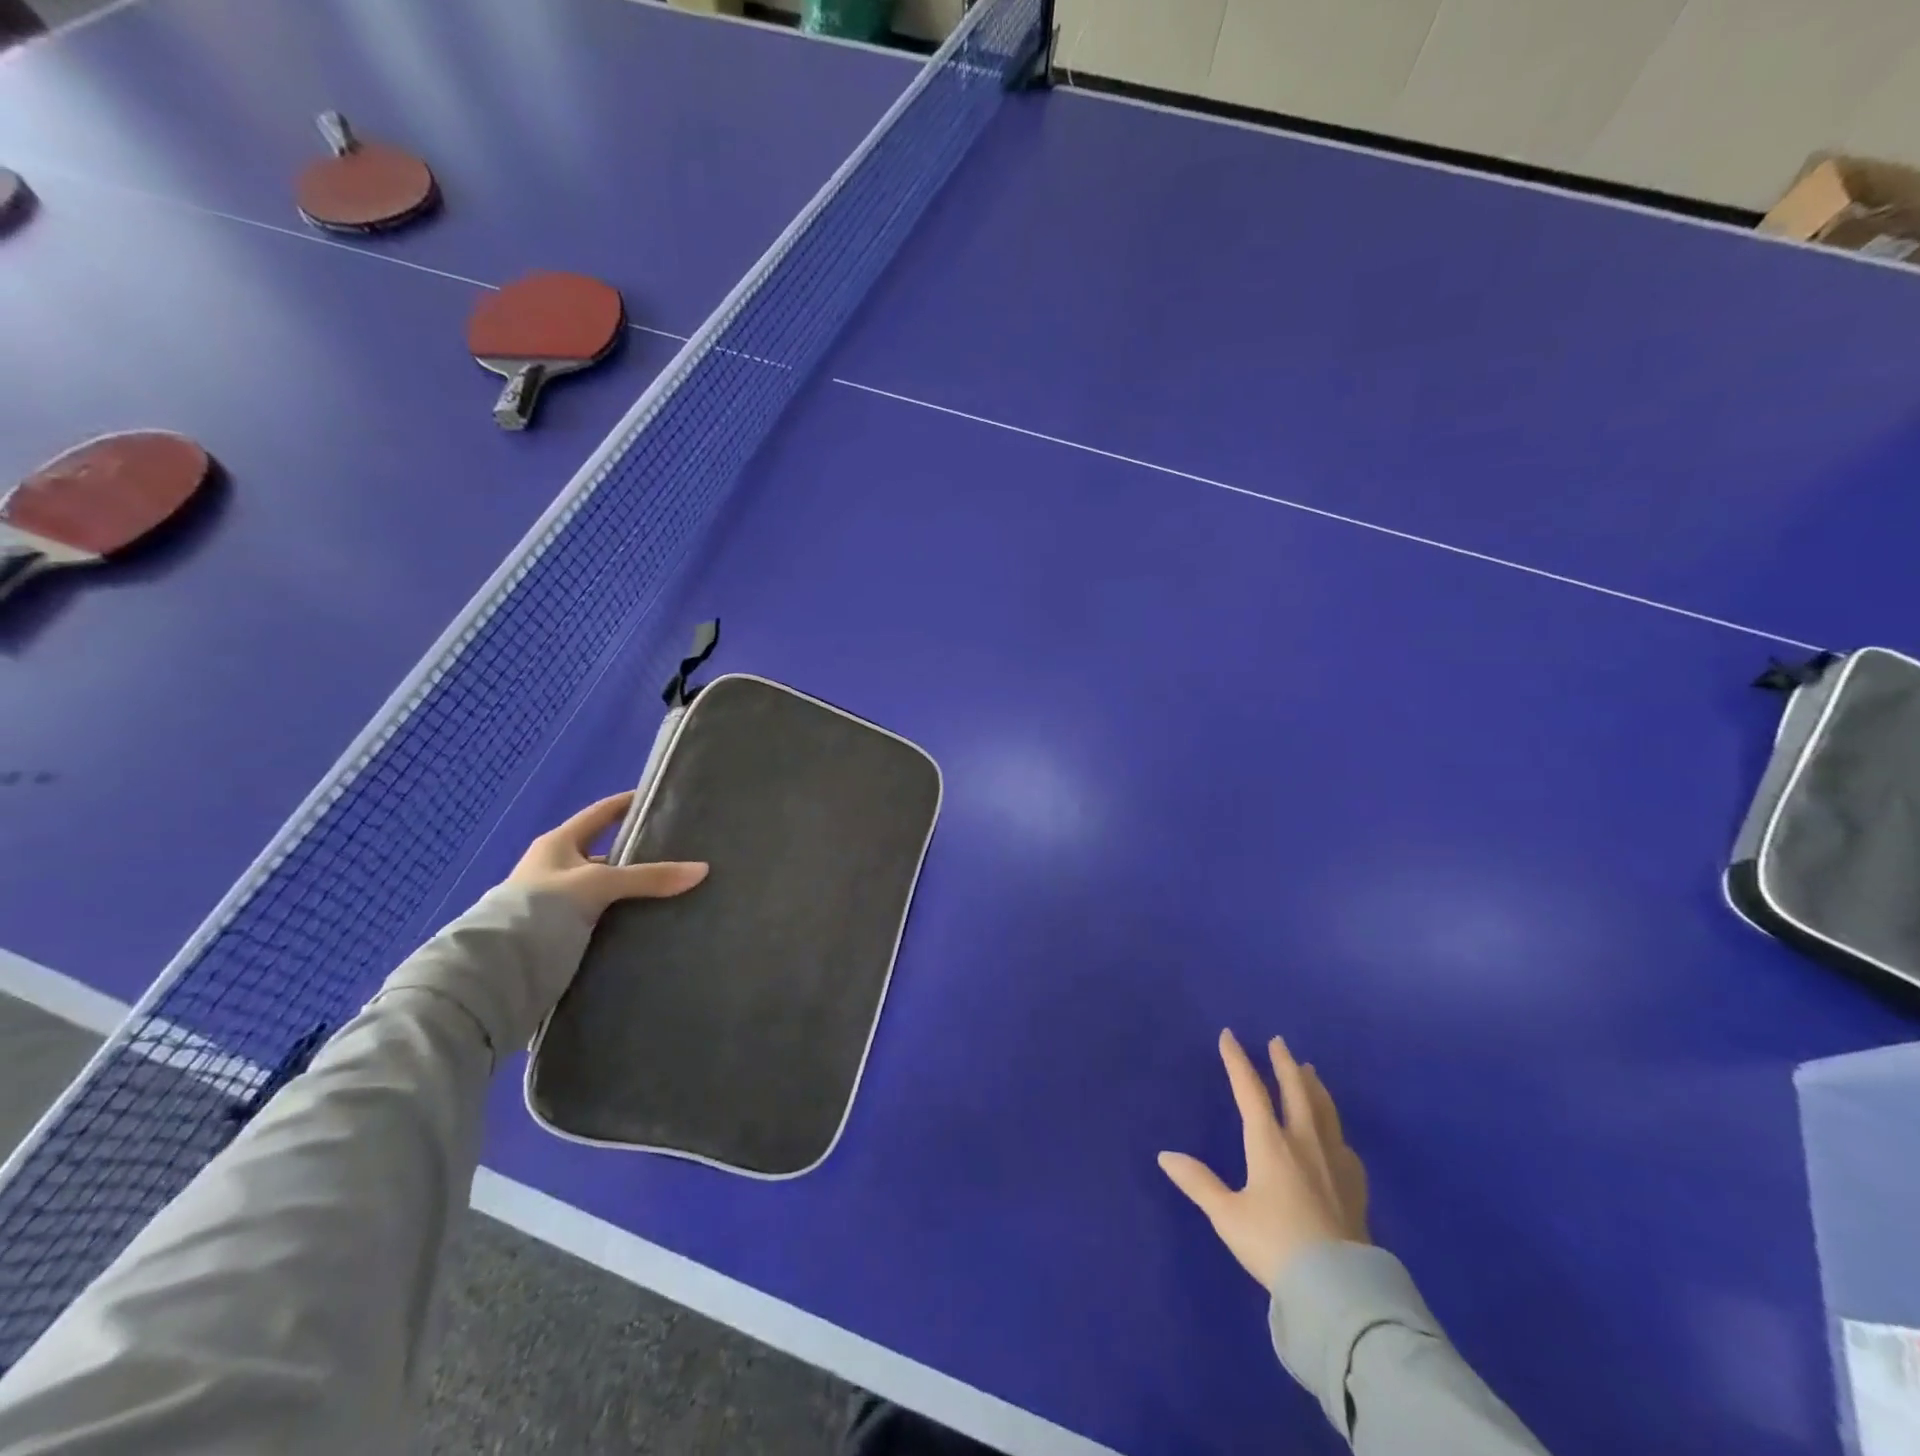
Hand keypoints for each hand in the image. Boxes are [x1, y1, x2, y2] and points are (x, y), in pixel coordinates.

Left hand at [508, 793, 707, 918]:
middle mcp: (556, 868)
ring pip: (606, 888)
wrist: (501, 967)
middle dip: (638, 853)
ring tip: (673, 889)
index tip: (658, 798)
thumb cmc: (544, 906)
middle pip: (606, 853)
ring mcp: (558, 901)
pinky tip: (651, 919)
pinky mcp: (562, 932)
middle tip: (679, 851)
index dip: (627, 803)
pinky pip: (603, 915)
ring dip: (632, 889)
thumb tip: (703, 869)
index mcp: (559, 843)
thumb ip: (650, 877)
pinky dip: (625, 915)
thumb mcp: (601, 883)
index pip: (600, 813)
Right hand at [1159, 1030, 1369, 1289]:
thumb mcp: (1227, 1216)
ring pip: (1324, 1111)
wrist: (1337, 1288)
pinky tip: (1336, 1135)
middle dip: (1283, 1063)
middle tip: (1278, 1041)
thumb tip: (1165, 1155)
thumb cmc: (1274, 1245)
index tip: (1229, 1035)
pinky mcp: (1355, 1187)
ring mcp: (1334, 1163)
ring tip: (1309, 1070)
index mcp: (1269, 1143)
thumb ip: (1198, 1182)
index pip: (1250, 1090)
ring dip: (1313, 1086)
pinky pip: (1344, 1145)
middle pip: (1295, 1091)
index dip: (1237, 1061)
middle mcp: (1303, 1142)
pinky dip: (1335, 1128)